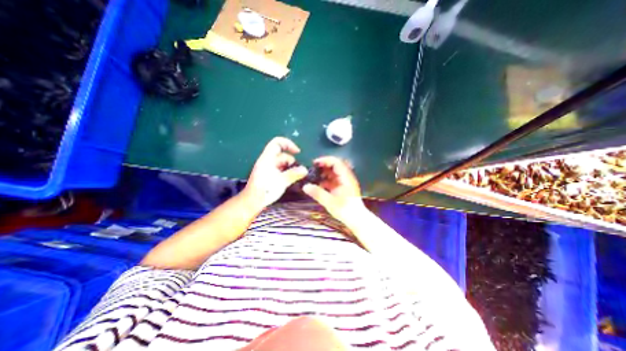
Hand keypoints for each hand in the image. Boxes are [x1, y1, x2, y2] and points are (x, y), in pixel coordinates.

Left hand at [247, 137, 310, 207]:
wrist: (252, 202)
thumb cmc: (266, 190)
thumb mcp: (282, 181)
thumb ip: (294, 174)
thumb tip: (305, 170)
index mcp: (267, 158)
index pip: (277, 143)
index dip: (288, 144)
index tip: (297, 152)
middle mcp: (267, 161)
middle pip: (281, 154)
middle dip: (292, 160)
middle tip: (299, 170)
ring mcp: (267, 168)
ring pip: (281, 163)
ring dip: (290, 167)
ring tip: (296, 176)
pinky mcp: (268, 175)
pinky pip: (279, 169)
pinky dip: (286, 172)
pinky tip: (291, 179)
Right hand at [303, 156, 366, 223]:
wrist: (357, 219)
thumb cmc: (346, 210)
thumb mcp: (330, 202)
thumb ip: (318, 193)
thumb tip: (305, 186)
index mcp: (346, 178)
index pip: (336, 162)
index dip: (325, 160)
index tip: (314, 163)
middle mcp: (346, 177)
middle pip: (334, 166)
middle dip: (323, 166)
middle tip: (311, 169)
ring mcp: (344, 182)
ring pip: (333, 173)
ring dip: (323, 173)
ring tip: (313, 177)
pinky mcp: (342, 187)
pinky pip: (333, 180)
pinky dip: (325, 180)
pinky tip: (318, 185)